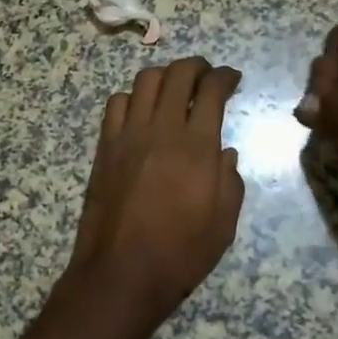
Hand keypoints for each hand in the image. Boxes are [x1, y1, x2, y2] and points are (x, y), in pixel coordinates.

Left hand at [54, 58, 245, 338]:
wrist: (121, 272)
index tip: (232, 78)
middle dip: (196, 66)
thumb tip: (225, 152)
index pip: (211, 91)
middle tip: (207, 74)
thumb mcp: (223, 224)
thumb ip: (230, 181)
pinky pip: (116, 104)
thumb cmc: (180, 253)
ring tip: (175, 87)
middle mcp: (160, 130)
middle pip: (177, 75)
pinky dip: (132, 98)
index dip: (225, 77)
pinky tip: (141, 111)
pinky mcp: (105, 146)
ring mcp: (128, 135)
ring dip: (164, 75)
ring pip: (144, 81)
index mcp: (196, 147)